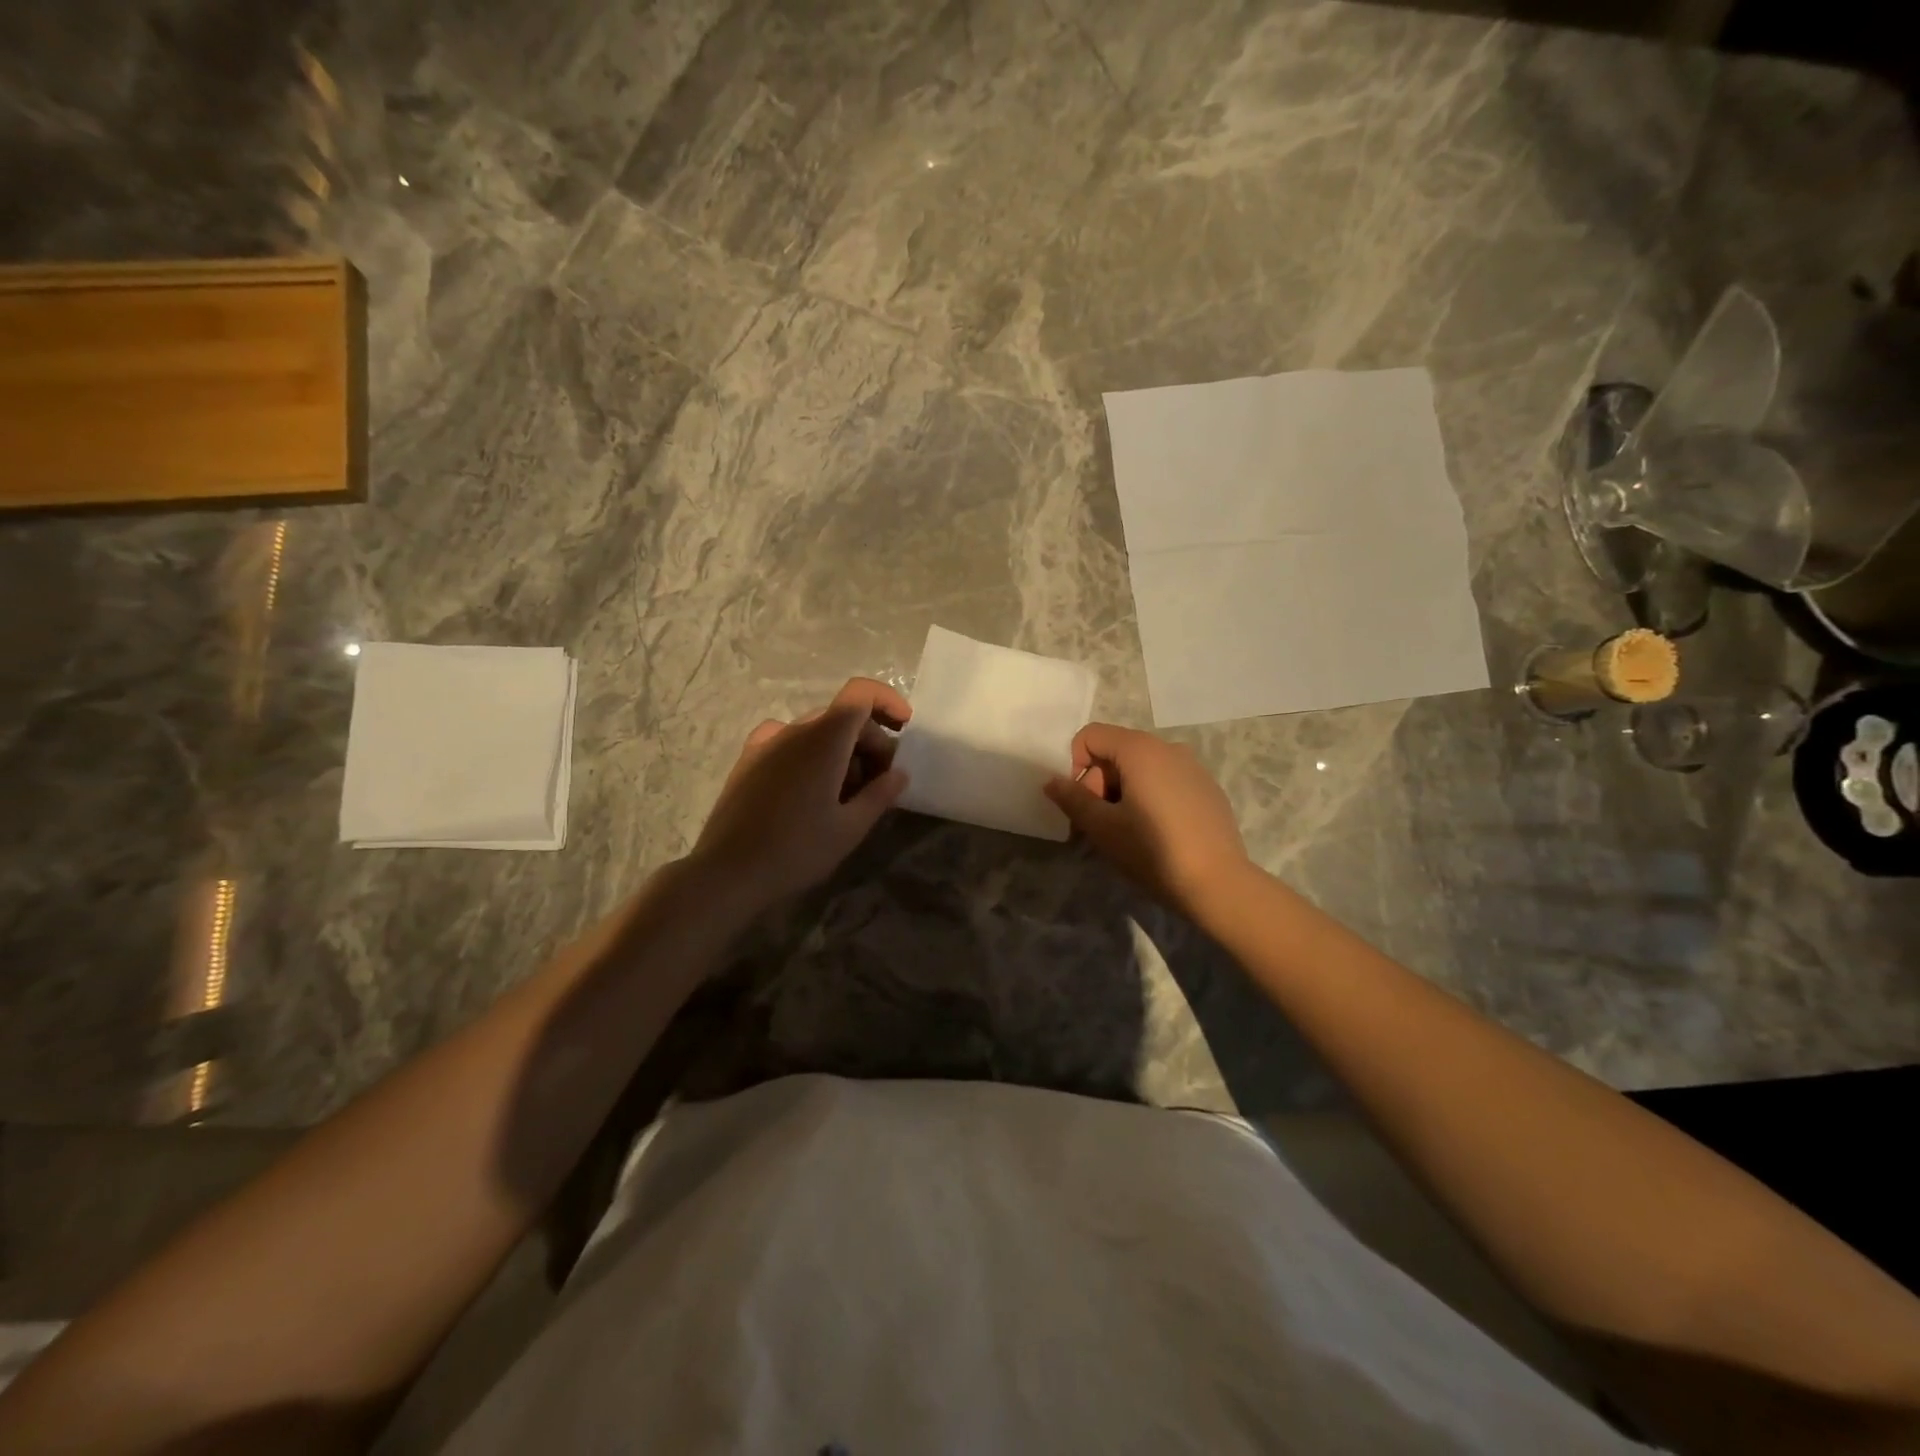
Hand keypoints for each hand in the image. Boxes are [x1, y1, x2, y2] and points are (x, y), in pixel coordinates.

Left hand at [690, 678, 911, 914]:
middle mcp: (793, 730)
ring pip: (816, 732)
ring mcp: (765, 743)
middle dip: (869, 741)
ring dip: (841, 752)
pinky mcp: (747, 761)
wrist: (727, 873)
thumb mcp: (850, 828)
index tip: (904, 728)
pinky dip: (811, 755)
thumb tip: (899, 774)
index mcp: (823, 740)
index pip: (860, 694)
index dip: (888, 701)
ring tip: (846, 796)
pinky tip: (810, 789)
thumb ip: (880, 795)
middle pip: (842, 717)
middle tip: (880, 783)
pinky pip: (788, 743)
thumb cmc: (796, 850)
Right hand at [1043, 723, 1251, 912]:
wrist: (1218, 884)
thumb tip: (1052, 781)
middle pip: (1116, 751)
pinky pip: (1166, 781)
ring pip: (1142, 768)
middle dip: (1098, 783)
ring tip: (1125, 832)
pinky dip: (1150, 798)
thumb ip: (1072, 798)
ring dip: (1122, 792)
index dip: (1075, 764)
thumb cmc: (1152, 851)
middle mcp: (1168, 748)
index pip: (1091, 736)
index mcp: (1140, 749)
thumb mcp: (1102, 827)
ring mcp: (1193, 768)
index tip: (1080, 803)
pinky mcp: (1207, 789)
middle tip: (1097, 825)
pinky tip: (1156, 834)